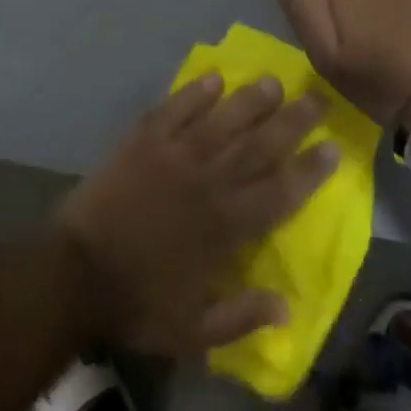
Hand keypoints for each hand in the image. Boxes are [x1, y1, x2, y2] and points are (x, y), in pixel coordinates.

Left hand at [56, 74, 338, 355]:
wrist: (76, 273)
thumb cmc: (137, 303)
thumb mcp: (194, 332)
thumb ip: (242, 317)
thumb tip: (287, 307)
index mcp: (226, 227)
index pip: (280, 193)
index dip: (309, 170)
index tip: (333, 148)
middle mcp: (208, 183)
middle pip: (259, 146)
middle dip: (292, 122)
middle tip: (318, 99)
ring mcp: (174, 156)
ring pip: (222, 120)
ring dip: (250, 100)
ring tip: (274, 81)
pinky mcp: (142, 141)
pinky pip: (175, 110)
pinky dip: (194, 93)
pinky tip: (213, 78)